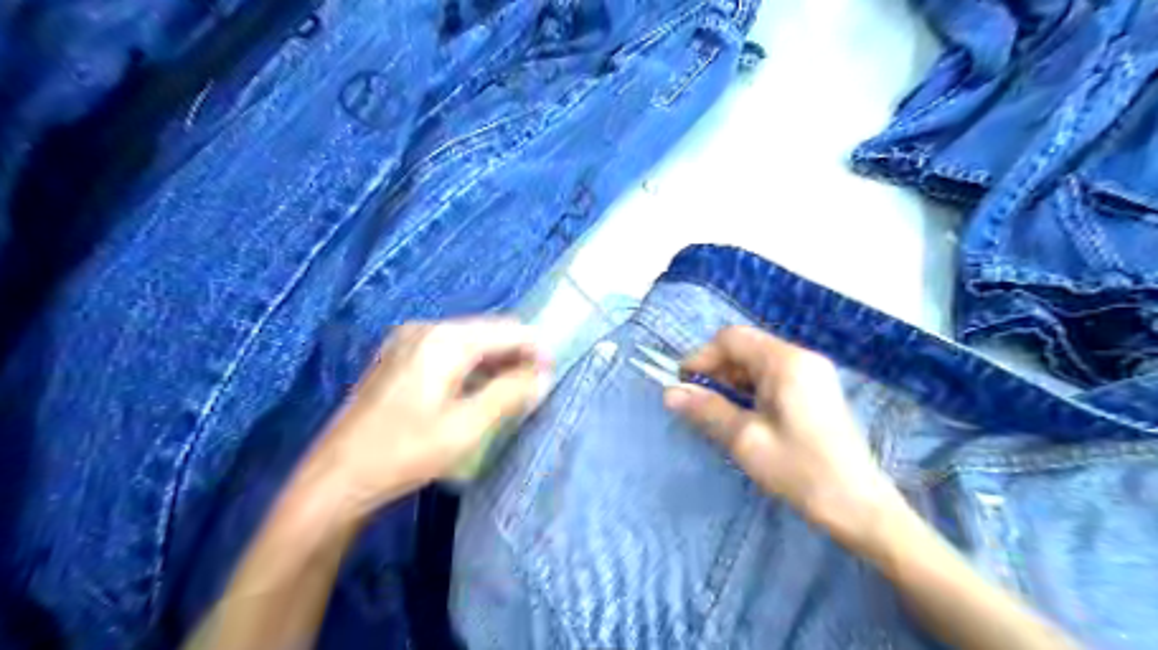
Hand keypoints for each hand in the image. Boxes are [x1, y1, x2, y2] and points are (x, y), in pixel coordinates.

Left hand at [302, 317, 547, 517]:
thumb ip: (510, 394)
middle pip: (487, 332)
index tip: (555, 373)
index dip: (536, 348)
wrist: (337, 476)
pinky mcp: (398, 357)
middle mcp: (426, 329)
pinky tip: (480, 391)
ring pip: (468, 342)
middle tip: (537, 386)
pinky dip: (471, 367)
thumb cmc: (405, 452)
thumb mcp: (467, 427)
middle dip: (516, 355)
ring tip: (515, 392)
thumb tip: (542, 377)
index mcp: (445, 340)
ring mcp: (408, 341)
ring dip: (495, 362)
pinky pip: (448, 352)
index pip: (508, 330)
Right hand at [666, 326, 897, 546]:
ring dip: (731, 380)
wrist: (859, 507)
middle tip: (695, 401)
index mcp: (785, 362)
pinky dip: (750, 389)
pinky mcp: (816, 391)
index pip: (731, 339)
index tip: (682, 384)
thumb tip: (670, 394)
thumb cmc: (800, 470)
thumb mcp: (745, 440)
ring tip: (714, 410)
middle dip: (715, 369)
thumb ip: (706, 410)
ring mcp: (812, 374)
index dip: (701, 356)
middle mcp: (801, 358)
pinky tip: (741, 414)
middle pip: (746, 347)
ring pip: (758, 363)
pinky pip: (773, 377)